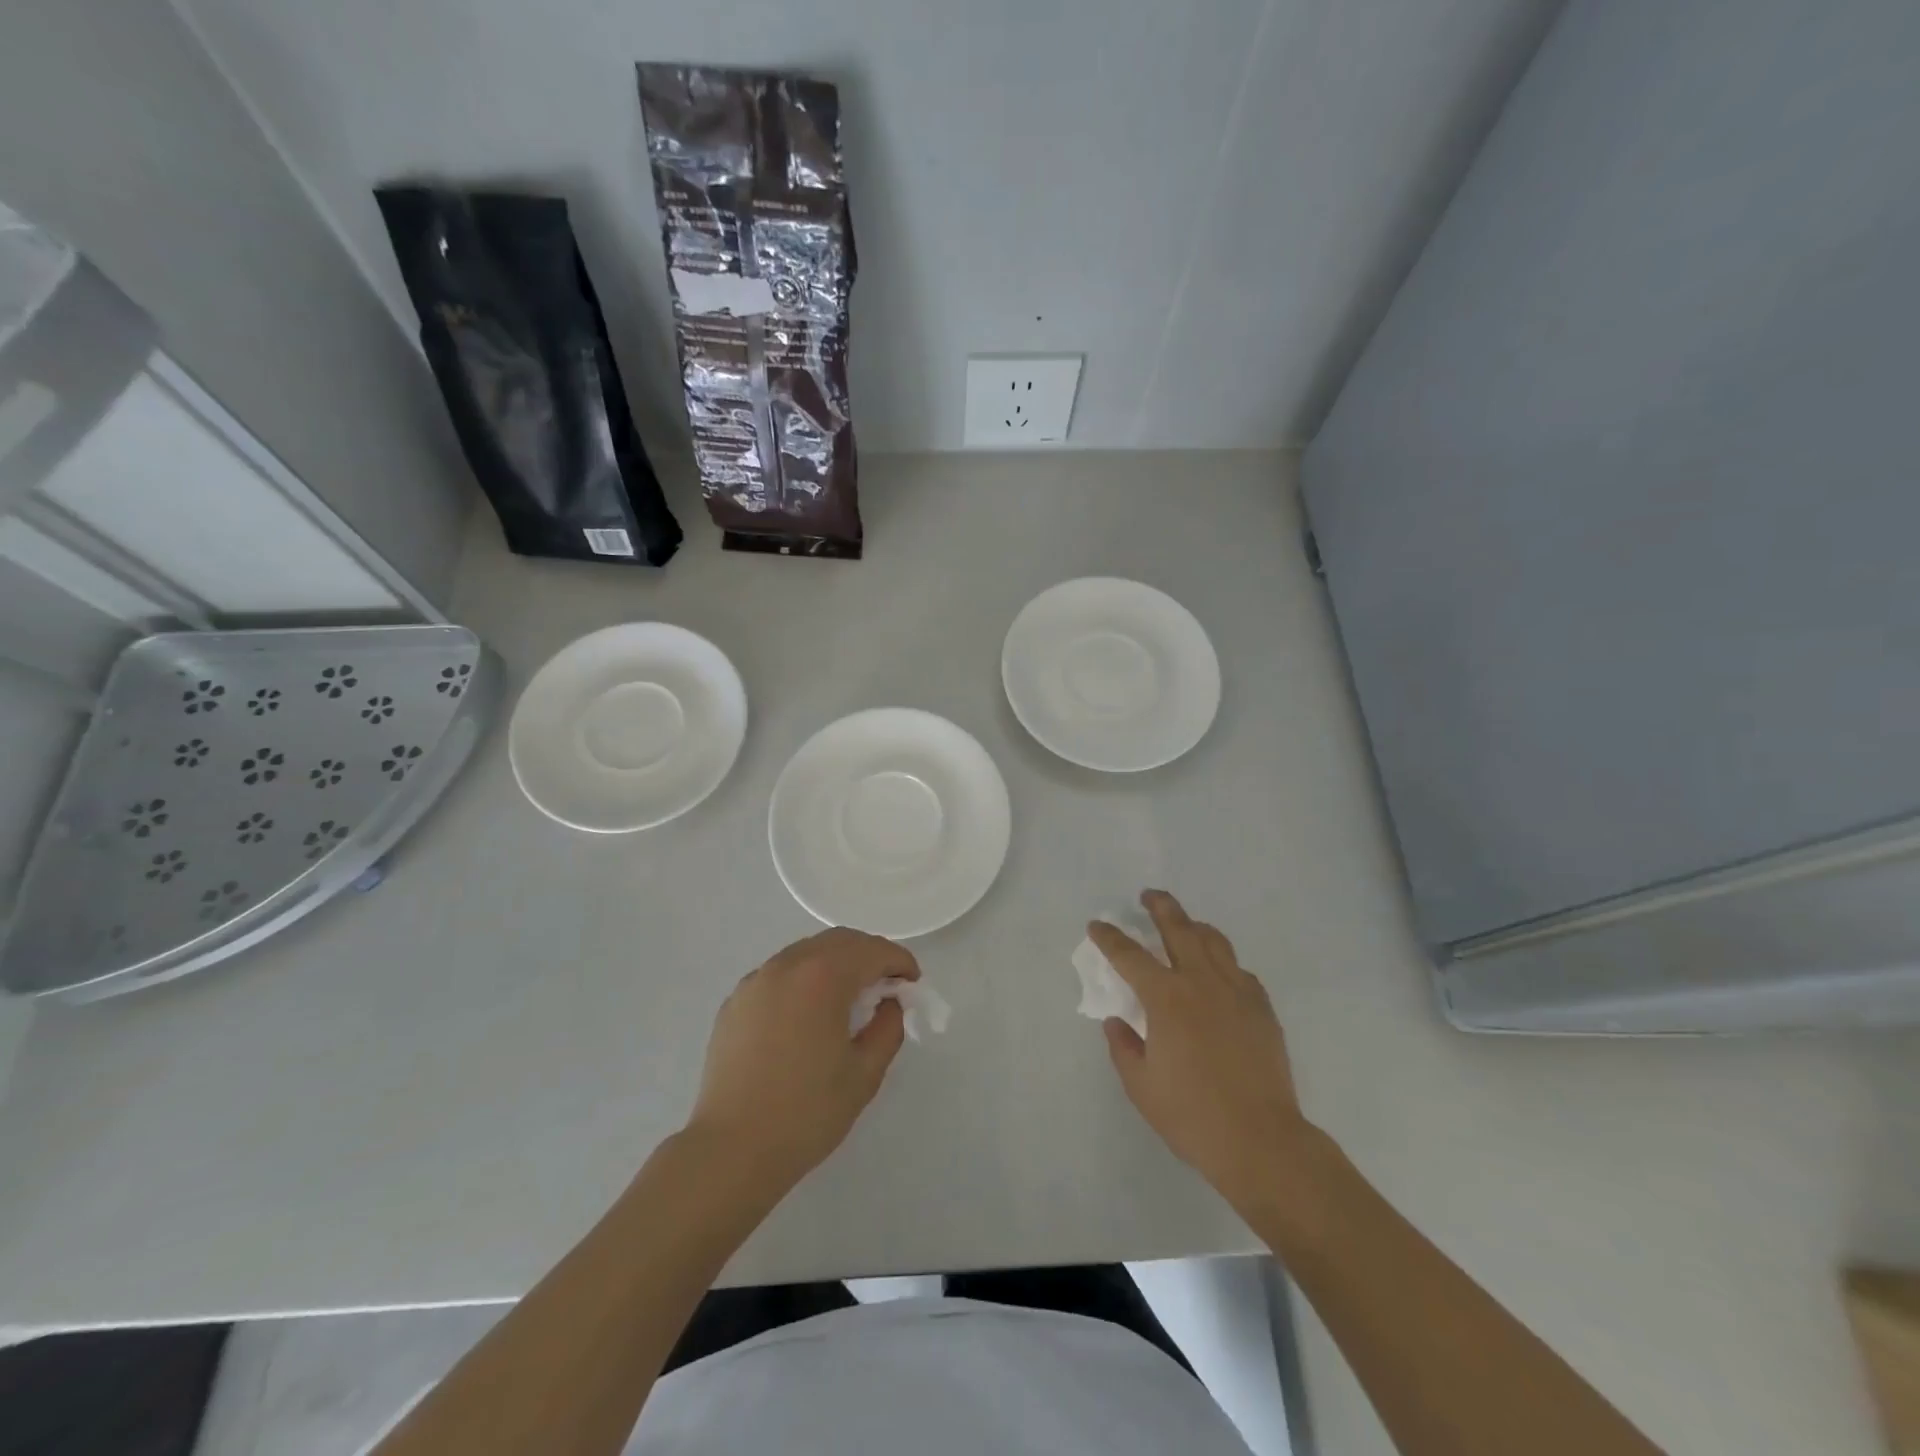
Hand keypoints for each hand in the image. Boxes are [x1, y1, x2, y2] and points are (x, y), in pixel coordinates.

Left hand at [686, 927, 918, 1190]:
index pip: (872, 950)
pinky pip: (780, 972)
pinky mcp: (736, 1000)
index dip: (899, 961)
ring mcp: (757, 980)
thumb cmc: (806, 1113)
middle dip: (869, 955)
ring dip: (836, 963)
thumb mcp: (864, 1073)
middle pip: (839, 941)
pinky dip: (804, 978)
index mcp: (823, 977)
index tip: (912, 982)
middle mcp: (787, 965)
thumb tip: (888, 1003)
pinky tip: (808, 1013)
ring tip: (849, 997)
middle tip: (886, 985)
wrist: (731, 1150)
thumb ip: (887, 1027)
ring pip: (807, 951)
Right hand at [1090, 890, 1317, 1219]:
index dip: (1109, 937)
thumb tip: (1116, 1021)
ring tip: (1185, 924)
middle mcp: (1201, 982)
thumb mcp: (1140, 1085)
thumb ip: (1123, 1046)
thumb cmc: (1192, 1115)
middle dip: (1160, 907)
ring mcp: (1237, 992)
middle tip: (1148, 896)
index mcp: (1166, 998)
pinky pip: (1239, 970)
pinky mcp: (1262, 1008)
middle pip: (1179, 929)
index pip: (1129, 955)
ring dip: (1194, 926)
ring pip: (1214, 941)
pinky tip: (1219, 972)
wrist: (1261, 1141)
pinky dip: (1223, 961)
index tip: (1097, 925)